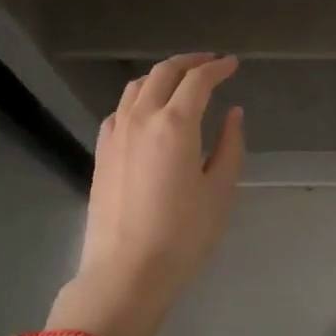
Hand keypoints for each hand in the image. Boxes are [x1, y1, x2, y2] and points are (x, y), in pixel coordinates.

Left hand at [51, 53, 245, 335]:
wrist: (126, 273)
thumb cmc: (183, 235)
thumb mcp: (220, 191)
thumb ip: (230, 145)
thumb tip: (233, 113)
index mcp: (175, 124)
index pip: (198, 80)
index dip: (218, 67)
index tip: (233, 64)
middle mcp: (141, 118)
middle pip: (164, 73)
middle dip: (190, 62)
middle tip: (211, 63)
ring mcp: (116, 134)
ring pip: (138, 86)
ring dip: (163, 76)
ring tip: (182, 82)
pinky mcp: (102, 152)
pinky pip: (121, 109)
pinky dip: (140, 98)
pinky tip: (149, 111)